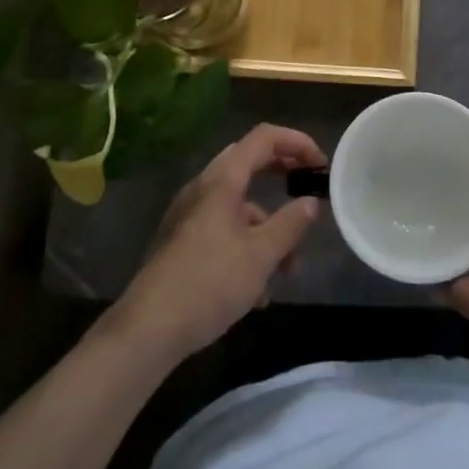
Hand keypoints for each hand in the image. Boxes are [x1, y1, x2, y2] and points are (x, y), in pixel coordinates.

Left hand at [112, 124, 326, 363]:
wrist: (147, 331)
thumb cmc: (209, 283)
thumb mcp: (261, 256)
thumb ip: (290, 224)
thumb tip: (311, 202)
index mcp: (222, 180)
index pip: (264, 137)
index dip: (297, 142)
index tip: (321, 165)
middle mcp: (204, 188)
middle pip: (250, 163)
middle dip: (282, 175)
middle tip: (307, 190)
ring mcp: (190, 215)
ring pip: (239, 204)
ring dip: (267, 226)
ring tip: (288, 268)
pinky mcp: (183, 242)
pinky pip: (223, 229)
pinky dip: (247, 245)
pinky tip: (257, 292)